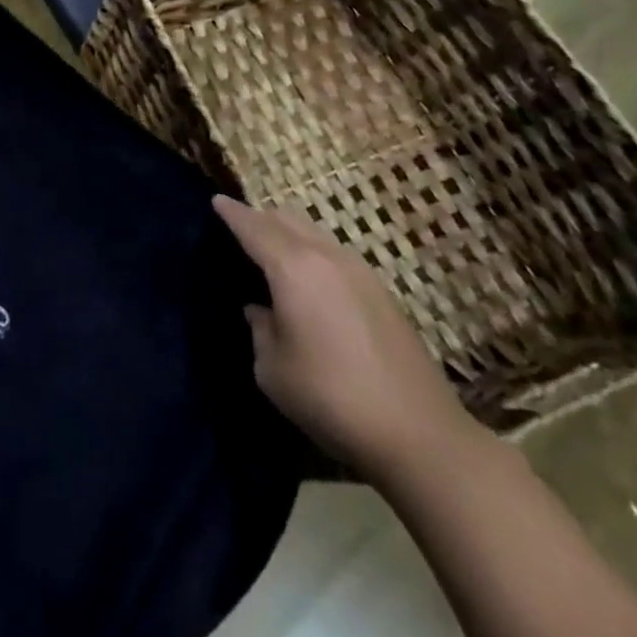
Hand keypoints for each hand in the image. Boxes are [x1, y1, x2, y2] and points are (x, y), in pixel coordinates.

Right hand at [212, 194, 484, 487]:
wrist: (419, 434)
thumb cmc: (331, 398)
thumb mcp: (272, 370)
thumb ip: (260, 329)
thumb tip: (261, 311)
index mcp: (292, 268)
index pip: (253, 227)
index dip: (232, 213)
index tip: (216, 201)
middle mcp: (326, 257)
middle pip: (286, 218)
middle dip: (259, 217)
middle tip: (239, 229)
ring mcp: (359, 271)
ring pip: (313, 231)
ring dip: (288, 232)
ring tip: (273, 252)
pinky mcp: (381, 292)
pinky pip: (334, 252)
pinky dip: (312, 251)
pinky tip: (309, 279)